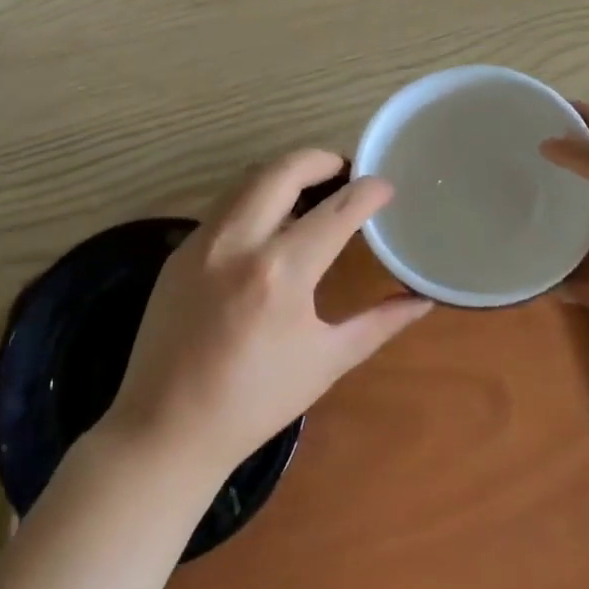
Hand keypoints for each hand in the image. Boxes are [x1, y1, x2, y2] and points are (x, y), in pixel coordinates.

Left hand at [103, 150, 431, 479]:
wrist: (166, 428)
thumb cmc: (256, 402)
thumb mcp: (327, 362)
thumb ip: (379, 323)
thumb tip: (422, 300)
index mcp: (282, 272)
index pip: (337, 210)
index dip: (368, 192)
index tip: (385, 187)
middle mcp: (239, 242)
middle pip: (285, 170)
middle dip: (322, 160)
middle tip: (346, 172)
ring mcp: (202, 241)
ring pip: (249, 179)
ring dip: (285, 173)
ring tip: (312, 189)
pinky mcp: (180, 250)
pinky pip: (224, 204)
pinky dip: (254, 196)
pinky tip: (269, 221)